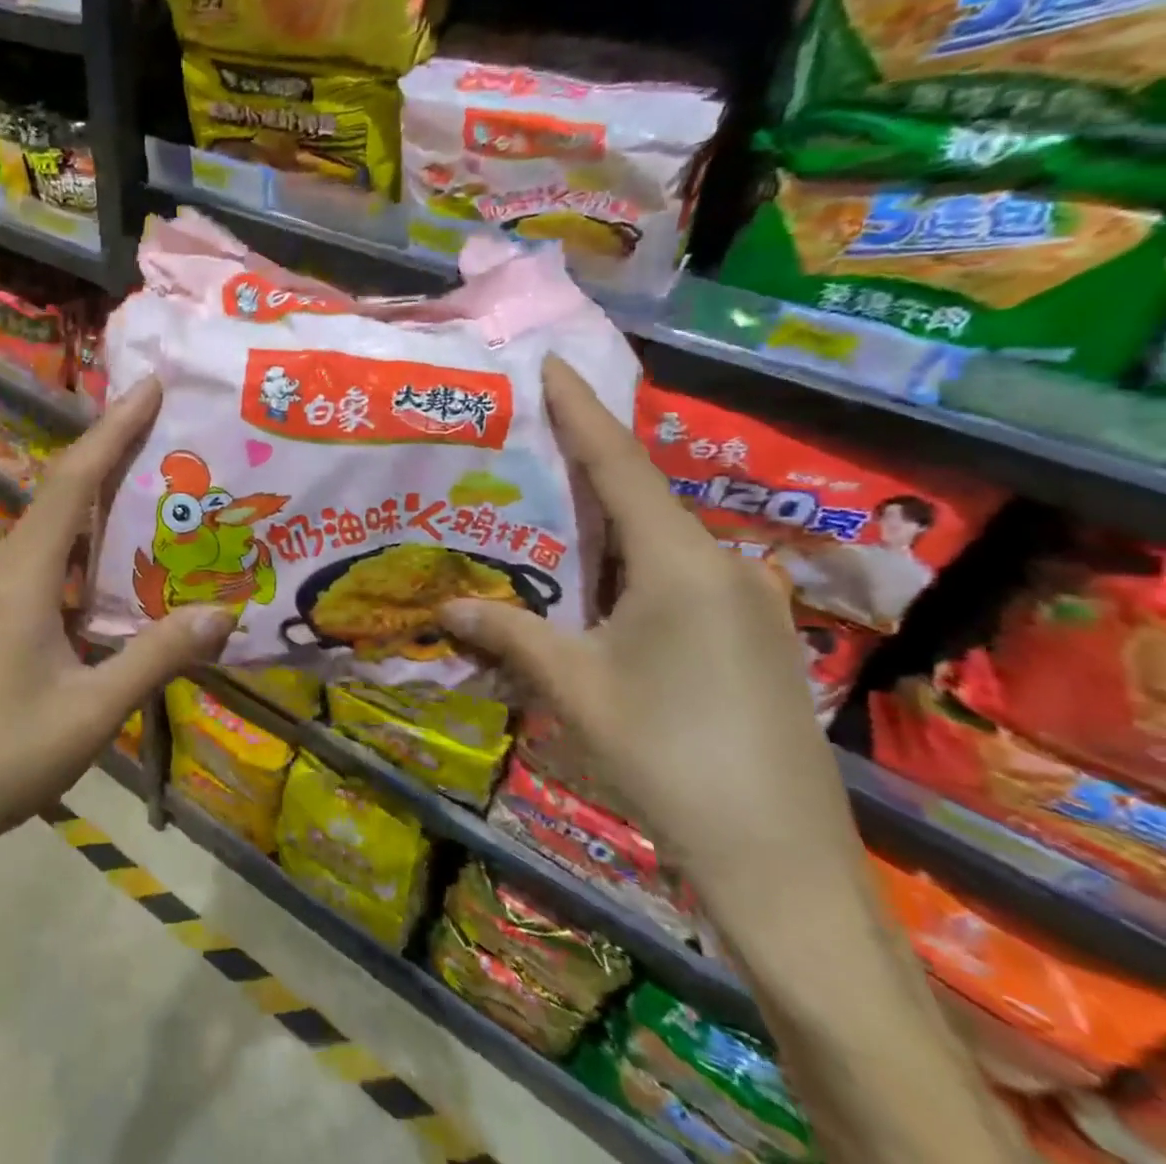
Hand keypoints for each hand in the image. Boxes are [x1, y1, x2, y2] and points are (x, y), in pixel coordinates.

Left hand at [0, 378, 235, 888]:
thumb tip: (224, 613)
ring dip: (97, 489)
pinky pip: (50, 555)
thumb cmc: (7, 756)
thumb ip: (157, 657)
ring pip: (54, 522)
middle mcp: (8, 570)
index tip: (149, 387)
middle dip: (110, 446)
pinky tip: (117, 550)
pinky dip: (86, 535)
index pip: (72, 484)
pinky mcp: (0, 616)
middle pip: (62, 490)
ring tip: (149, 469)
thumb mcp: (93, 710)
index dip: (112, 430)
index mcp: (26, 578)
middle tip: (162, 417)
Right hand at [439, 358, 864, 914]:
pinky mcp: (750, 636)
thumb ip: (507, 633)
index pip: (619, 462)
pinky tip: (588, 586)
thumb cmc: (668, 756)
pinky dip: (624, 567)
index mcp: (679, 561)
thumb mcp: (573, 687)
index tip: (551, 363)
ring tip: (540, 511)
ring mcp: (743, 601)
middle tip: (522, 439)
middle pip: (637, 496)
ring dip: (599, 526)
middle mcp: (718, 564)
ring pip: (655, 541)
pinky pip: (675, 578)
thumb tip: (443, 604)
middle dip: (580, 465)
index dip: (580, 409)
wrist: (781, 863)